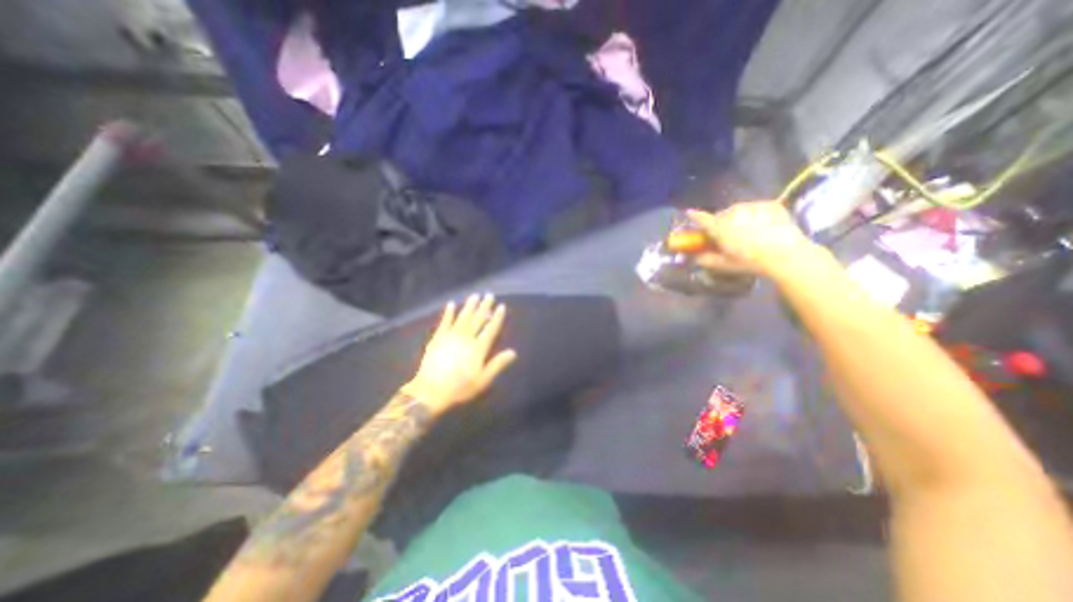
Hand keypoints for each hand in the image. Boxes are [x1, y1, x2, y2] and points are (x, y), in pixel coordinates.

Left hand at [401, 295, 519, 415]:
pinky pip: (444, 322)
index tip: (501, 306)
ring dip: (469, 306)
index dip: (497, 318)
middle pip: (477, 320)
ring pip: (462, 318)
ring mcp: (450, 337)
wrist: (431, 391)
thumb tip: (513, 352)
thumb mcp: (483, 380)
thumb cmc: (460, 387)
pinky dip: (448, 313)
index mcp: (478, 348)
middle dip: (484, 307)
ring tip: (475, 295)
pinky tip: (451, 304)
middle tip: (489, 295)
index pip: (490, 329)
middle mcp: (466, 338)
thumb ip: (497, 364)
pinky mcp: (437, 338)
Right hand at [692, 201, 817, 276]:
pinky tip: (762, 226)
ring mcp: (752, 206)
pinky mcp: (769, 204)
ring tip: (747, 231)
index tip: (689, 213)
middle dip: (721, 223)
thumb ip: (705, 259)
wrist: (787, 255)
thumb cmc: (750, 261)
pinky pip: (756, 208)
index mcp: (719, 227)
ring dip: (738, 218)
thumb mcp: (724, 264)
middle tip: (728, 235)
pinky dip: (755, 215)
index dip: (694, 216)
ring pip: (738, 211)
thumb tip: (692, 257)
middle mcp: (733, 213)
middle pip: (721, 215)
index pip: (701, 218)